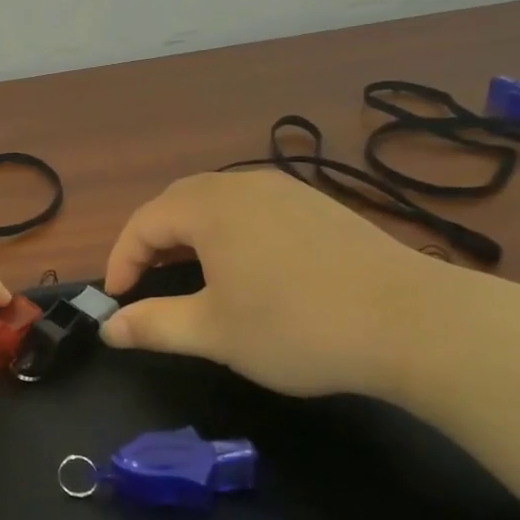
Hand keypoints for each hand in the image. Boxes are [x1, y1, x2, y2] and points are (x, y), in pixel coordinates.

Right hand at [101, 170, 452, 399]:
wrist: (412, 322)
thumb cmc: (296, 327)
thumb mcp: (214, 333)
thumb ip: (154, 325)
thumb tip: (108, 328)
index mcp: (209, 208)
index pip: (144, 222)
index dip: (121, 259)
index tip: (117, 299)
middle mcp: (243, 186)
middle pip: (178, 201)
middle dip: (153, 239)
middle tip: (146, 280)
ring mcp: (286, 191)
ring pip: (218, 201)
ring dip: (191, 232)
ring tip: (190, 272)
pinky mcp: (318, 206)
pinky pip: (254, 207)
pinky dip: (230, 230)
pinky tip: (248, 265)